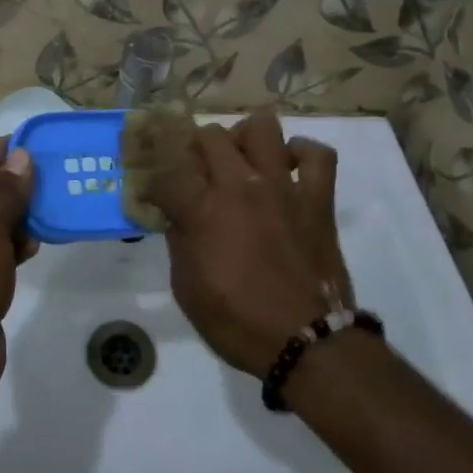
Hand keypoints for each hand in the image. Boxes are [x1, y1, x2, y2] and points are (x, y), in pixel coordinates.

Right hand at [144, 110, 351, 376]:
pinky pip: (319, 155)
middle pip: (210, 136)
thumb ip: (179, 243)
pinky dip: (303, 154)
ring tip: (240, 159)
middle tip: (195, 173)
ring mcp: (283, 187)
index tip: (154, 194)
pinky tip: (289, 167)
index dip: (154, 181)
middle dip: (195, 150)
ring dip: (245, 138)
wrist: (308, 344)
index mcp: (204, 210)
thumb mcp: (187, 290)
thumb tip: (177, 217)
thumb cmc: (239, 323)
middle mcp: (241, 185)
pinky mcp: (317, 198)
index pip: (167, 172)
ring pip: (262, 128)